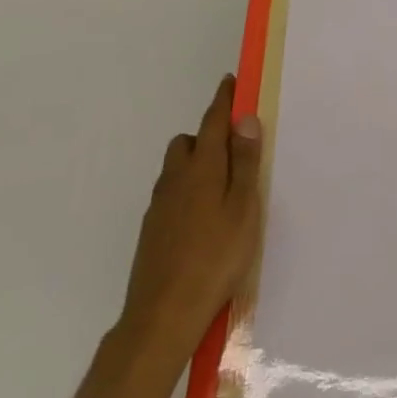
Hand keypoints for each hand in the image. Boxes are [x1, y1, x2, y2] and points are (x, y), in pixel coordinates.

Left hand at [117, 75, 263, 356]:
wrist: (162, 316)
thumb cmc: (215, 258)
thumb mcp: (244, 208)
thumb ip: (245, 162)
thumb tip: (244, 118)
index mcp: (202, 168)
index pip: (212, 122)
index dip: (223, 100)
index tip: (231, 82)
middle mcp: (175, 180)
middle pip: (188, 142)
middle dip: (208, 135)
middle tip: (235, 150)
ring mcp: (159, 206)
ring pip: (176, 169)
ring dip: (196, 163)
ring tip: (222, 187)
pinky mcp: (151, 231)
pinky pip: (171, 194)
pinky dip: (187, 190)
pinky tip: (203, 218)